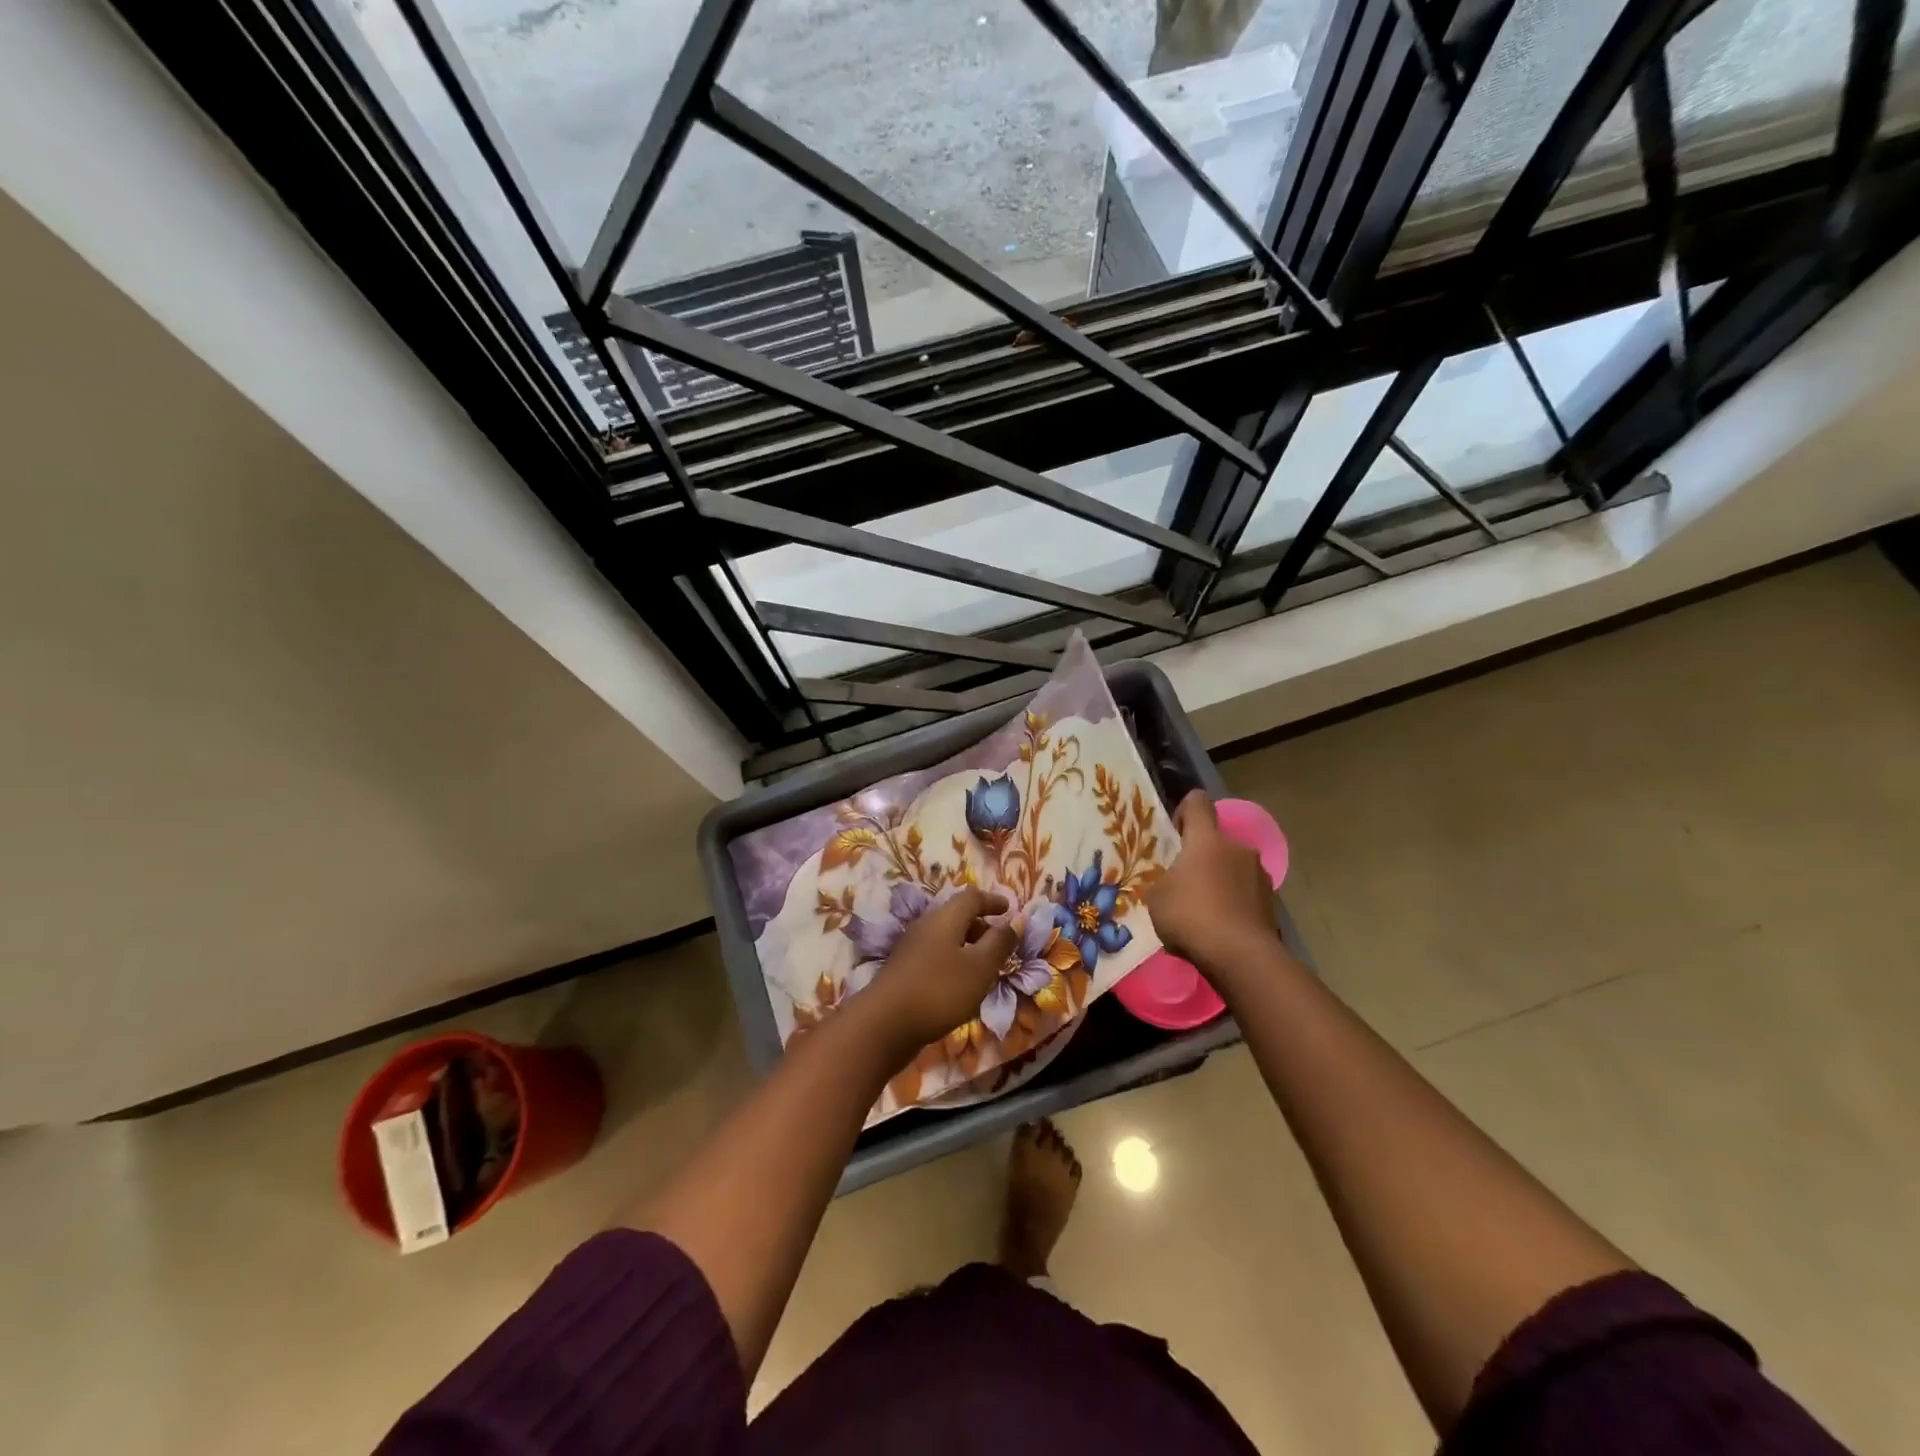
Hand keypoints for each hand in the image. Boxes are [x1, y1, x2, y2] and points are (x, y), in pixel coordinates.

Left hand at [862, 888, 1015, 1053]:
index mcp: (945, 918)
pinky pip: (936, 956)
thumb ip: (1000, 943)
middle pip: (957, 916)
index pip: (972, 897)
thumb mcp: (980, 967)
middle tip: (1001, 943)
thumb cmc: (939, 991)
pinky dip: (954, 961)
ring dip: (968, 946)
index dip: (992, 901)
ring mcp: (911, 949)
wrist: (884, 1025)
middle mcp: (926, 926)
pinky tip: (960, 986)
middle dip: (981, 925)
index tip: (1009, 909)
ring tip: (985, 967)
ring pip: (946, 937)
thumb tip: (1016, 919)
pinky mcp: (904, 971)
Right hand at [1146, 790, 1276, 986]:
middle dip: (1201, 857)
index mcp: (1207, 839)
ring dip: (1220, 881)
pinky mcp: (1272, 902)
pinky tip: (1221, 928)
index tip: (1175, 835)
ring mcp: (1260, 874)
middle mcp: (1238, 848)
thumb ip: (1165, 880)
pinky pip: (1246, 893)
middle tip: (1184, 884)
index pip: (1198, 802)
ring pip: (1233, 867)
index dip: (1184, 812)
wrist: (1240, 956)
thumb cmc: (1190, 916)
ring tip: (1204, 912)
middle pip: (1217, 841)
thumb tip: (1175, 882)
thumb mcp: (1156, 897)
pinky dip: (1234, 903)